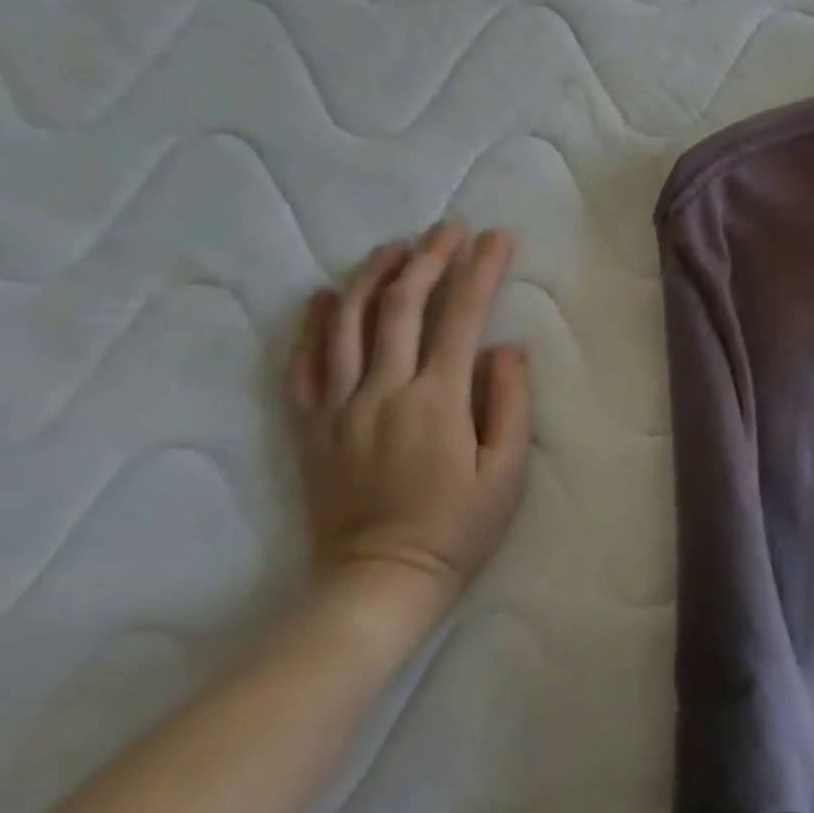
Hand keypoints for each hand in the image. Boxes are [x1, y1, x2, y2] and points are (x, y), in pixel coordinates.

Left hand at [287, 220, 530, 613]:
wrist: (376, 585)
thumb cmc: (455, 528)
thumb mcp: (506, 473)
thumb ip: (510, 402)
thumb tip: (505, 347)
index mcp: (436, 400)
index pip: (461, 315)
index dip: (480, 268)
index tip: (497, 236)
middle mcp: (383, 391)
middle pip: (402, 305)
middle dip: (429, 257)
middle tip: (448, 227)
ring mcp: (340, 408)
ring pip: (348, 324)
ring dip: (373, 276)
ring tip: (394, 246)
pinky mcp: (312, 428)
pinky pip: (303, 366)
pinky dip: (313, 326)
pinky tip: (326, 296)